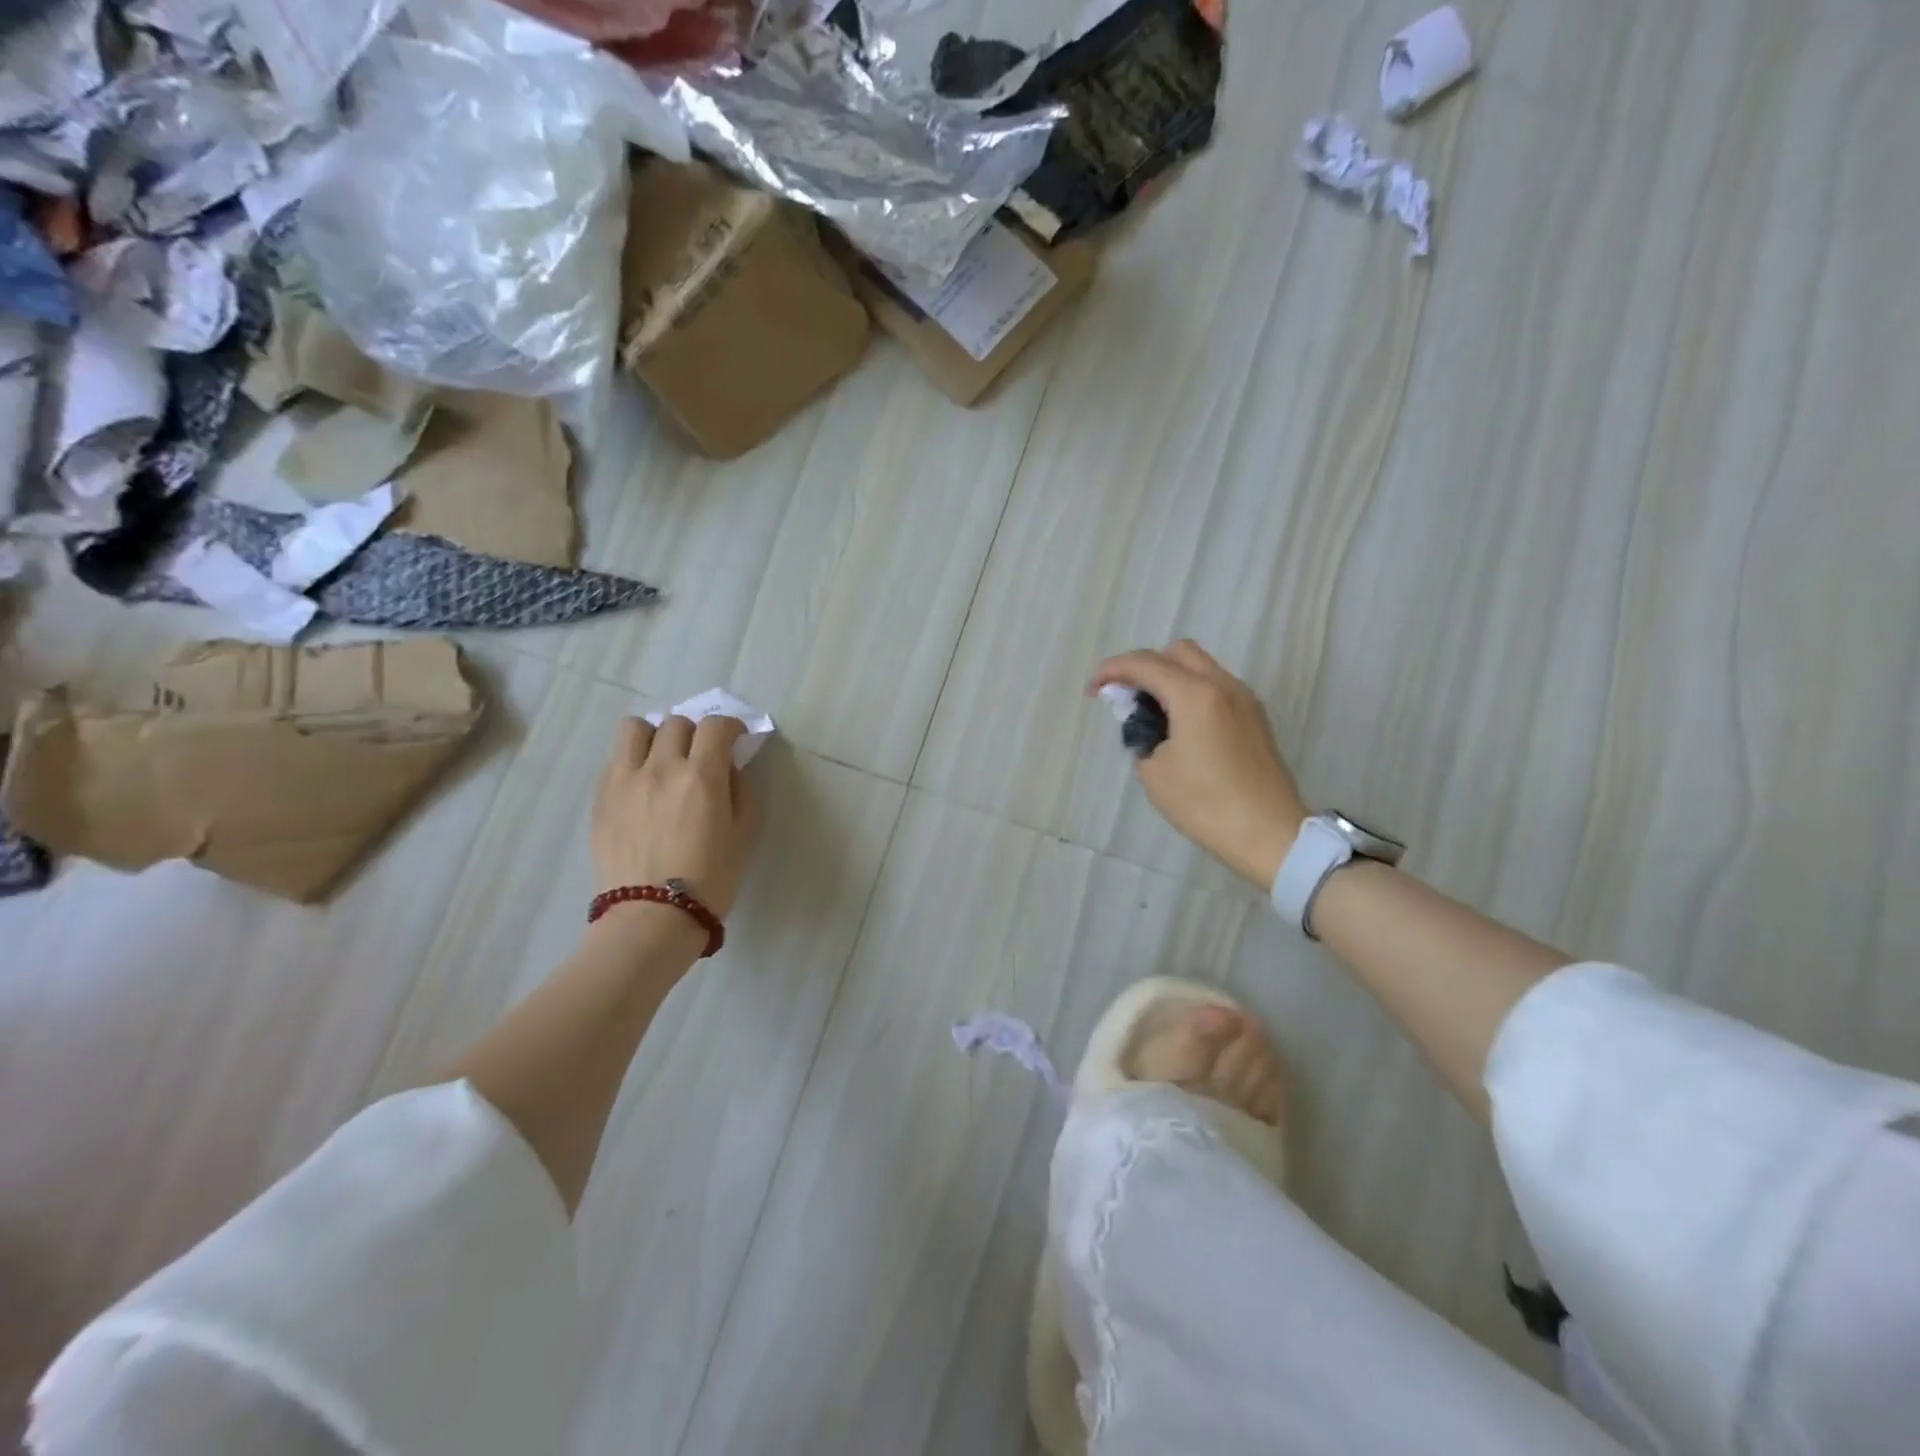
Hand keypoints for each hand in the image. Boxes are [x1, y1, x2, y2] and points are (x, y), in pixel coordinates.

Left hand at [590, 715, 759, 919]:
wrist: (652, 916)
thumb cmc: (711, 880)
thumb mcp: (743, 834)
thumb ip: (741, 791)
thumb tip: (729, 767)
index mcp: (702, 776)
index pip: (716, 726)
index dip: (731, 726)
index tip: (735, 740)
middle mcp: (661, 767)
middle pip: (677, 723)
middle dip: (695, 733)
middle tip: (701, 755)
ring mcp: (625, 780)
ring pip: (636, 728)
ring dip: (655, 735)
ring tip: (662, 758)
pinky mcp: (601, 797)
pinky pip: (615, 758)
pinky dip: (632, 759)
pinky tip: (642, 783)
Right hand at [1090, 640, 1307, 888]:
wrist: (1268, 833)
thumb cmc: (1205, 803)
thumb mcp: (1154, 771)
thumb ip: (1142, 734)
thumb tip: (1148, 723)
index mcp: (1194, 694)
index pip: (1144, 663)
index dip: (1112, 670)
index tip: (1093, 690)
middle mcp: (1222, 685)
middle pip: (1177, 652)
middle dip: (1145, 666)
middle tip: (1126, 696)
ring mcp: (1244, 699)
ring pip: (1200, 667)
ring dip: (1170, 678)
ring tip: (1152, 714)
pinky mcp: (1255, 717)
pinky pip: (1216, 687)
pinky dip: (1191, 692)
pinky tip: (1180, 726)